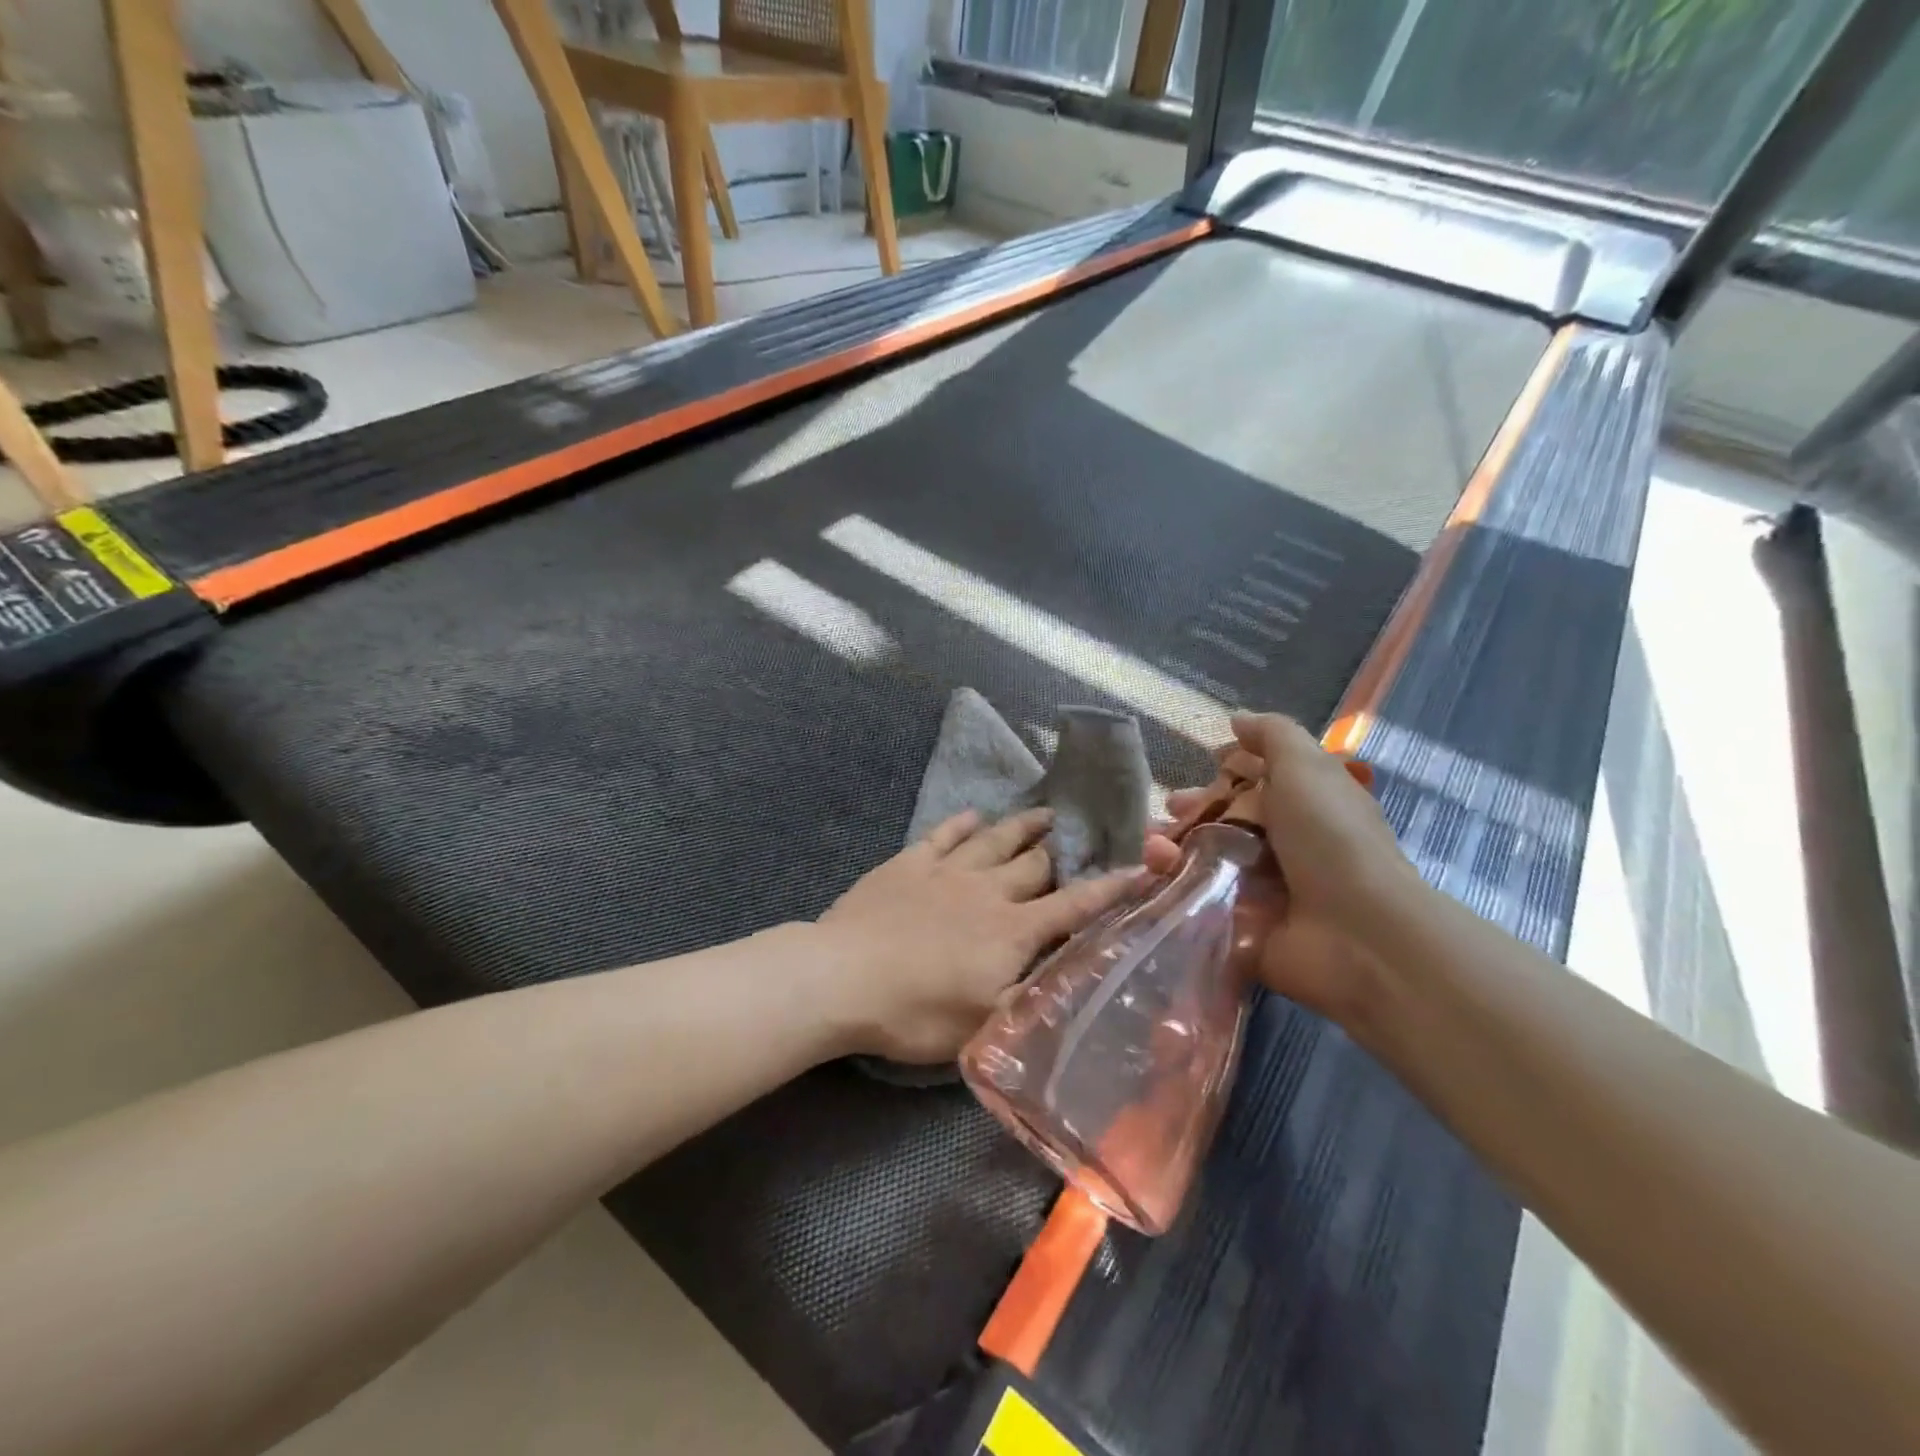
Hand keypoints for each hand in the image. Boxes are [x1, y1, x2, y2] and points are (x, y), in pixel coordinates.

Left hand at [817, 808, 1147, 1063]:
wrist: (842, 978)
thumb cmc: (915, 1012)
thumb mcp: (984, 1026)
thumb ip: (1032, 1000)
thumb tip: (1073, 983)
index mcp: (1013, 930)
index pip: (1074, 905)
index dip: (1111, 889)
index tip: (1141, 869)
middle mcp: (988, 890)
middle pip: (1035, 864)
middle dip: (1063, 851)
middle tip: (1079, 836)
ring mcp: (946, 871)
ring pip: (995, 838)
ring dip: (1022, 825)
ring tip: (1044, 812)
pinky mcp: (909, 862)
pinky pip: (944, 833)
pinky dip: (962, 822)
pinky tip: (974, 814)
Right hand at [1143, 712, 1423, 1022]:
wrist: (1356, 933)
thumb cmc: (1331, 837)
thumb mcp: (1306, 767)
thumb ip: (1272, 735)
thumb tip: (1237, 718)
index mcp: (1306, 807)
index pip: (1261, 783)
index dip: (1229, 773)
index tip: (1202, 763)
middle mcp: (1286, 847)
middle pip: (1228, 822)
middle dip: (1192, 813)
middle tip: (1166, 813)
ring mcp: (1263, 890)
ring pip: (1206, 860)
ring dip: (1173, 848)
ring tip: (1153, 847)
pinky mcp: (1241, 927)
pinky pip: (1197, 901)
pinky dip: (1171, 886)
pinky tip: (1153, 874)